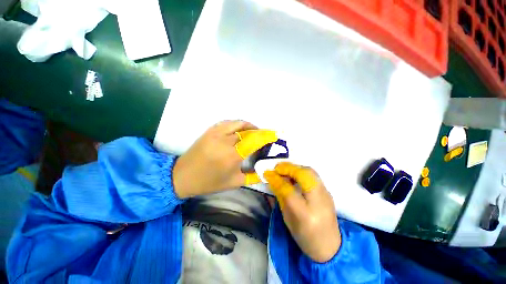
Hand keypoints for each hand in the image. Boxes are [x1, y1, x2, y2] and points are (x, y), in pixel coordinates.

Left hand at [173, 120, 276, 198]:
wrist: (182, 176)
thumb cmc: (209, 182)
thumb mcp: (234, 183)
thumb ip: (253, 177)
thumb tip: (266, 172)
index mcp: (232, 156)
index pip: (254, 140)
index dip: (265, 136)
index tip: (273, 136)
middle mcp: (225, 141)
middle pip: (247, 130)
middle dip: (259, 132)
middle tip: (264, 136)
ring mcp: (215, 133)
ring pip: (237, 123)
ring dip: (248, 125)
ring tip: (254, 131)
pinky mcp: (209, 131)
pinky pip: (227, 123)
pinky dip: (236, 124)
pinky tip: (239, 130)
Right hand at [264, 162, 340, 262]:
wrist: (330, 246)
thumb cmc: (304, 236)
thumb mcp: (288, 219)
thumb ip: (281, 197)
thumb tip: (273, 180)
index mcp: (305, 215)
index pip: (289, 191)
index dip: (276, 179)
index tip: (267, 173)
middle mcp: (319, 201)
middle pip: (304, 175)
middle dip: (288, 168)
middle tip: (276, 168)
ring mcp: (326, 194)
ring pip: (310, 171)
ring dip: (294, 167)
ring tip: (284, 169)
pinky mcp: (327, 191)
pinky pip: (313, 175)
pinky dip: (301, 170)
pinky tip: (294, 174)